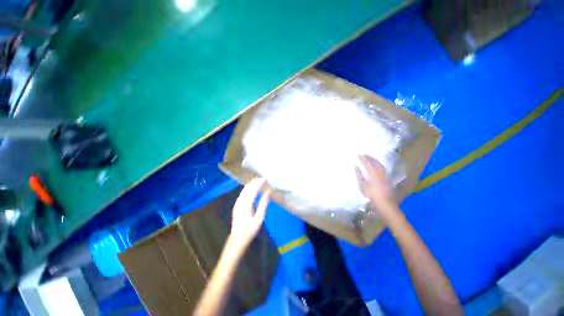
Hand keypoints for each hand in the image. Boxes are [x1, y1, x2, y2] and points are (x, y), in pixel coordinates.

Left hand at [230, 178, 270, 246]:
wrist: (238, 238)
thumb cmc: (250, 229)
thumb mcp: (259, 218)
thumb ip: (263, 204)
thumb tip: (268, 192)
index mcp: (246, 204)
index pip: (253, 189)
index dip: (259, 182)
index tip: (266, 179)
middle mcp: (240, 201)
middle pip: (248, 187)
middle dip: (255, 181)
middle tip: (264, 179)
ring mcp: (238, 202)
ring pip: (244, 189)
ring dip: (252, 184)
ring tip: (260, 182)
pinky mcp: (237, 204)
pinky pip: (243, 192)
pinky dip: (249, 188)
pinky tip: (253, 189)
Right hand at [355, 154, 398, 220]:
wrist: (386, 205)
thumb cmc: (372, 196)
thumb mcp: (363, 186)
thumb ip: (359, 176)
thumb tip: (356, 167)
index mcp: (374, 174)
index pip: (368, 164)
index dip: (363, 158)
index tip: (358, 154)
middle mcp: (380, 173)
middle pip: (375, 163)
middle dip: (369, 157)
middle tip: (364, 154)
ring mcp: (385, 176)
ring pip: (380, 165)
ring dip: (374, 160)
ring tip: (370, 158)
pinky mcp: (387, 180)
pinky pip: (382, 168)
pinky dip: (378, 164)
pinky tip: (376, 166)